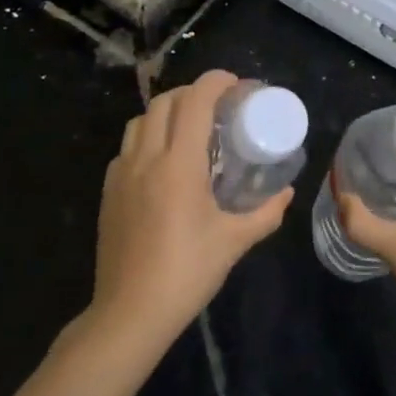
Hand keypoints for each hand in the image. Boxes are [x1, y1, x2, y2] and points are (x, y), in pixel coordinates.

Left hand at [86, 70, 291, 358]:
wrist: (130, 313)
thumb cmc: (187, 273)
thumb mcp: (234, 242)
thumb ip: (265, 213)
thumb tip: (287, 193)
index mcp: (178, 164)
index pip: (194, 102)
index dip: (214, 82)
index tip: (235, 84)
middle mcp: (146, 158)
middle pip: (164, 102)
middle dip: (192, 93)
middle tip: (216, 106)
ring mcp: (121, 174)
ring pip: (139, 121)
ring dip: (165, 112)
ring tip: (188, 128)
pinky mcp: (108, 193)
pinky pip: (126, 148)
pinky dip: (147, 139)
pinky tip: (162, 164)